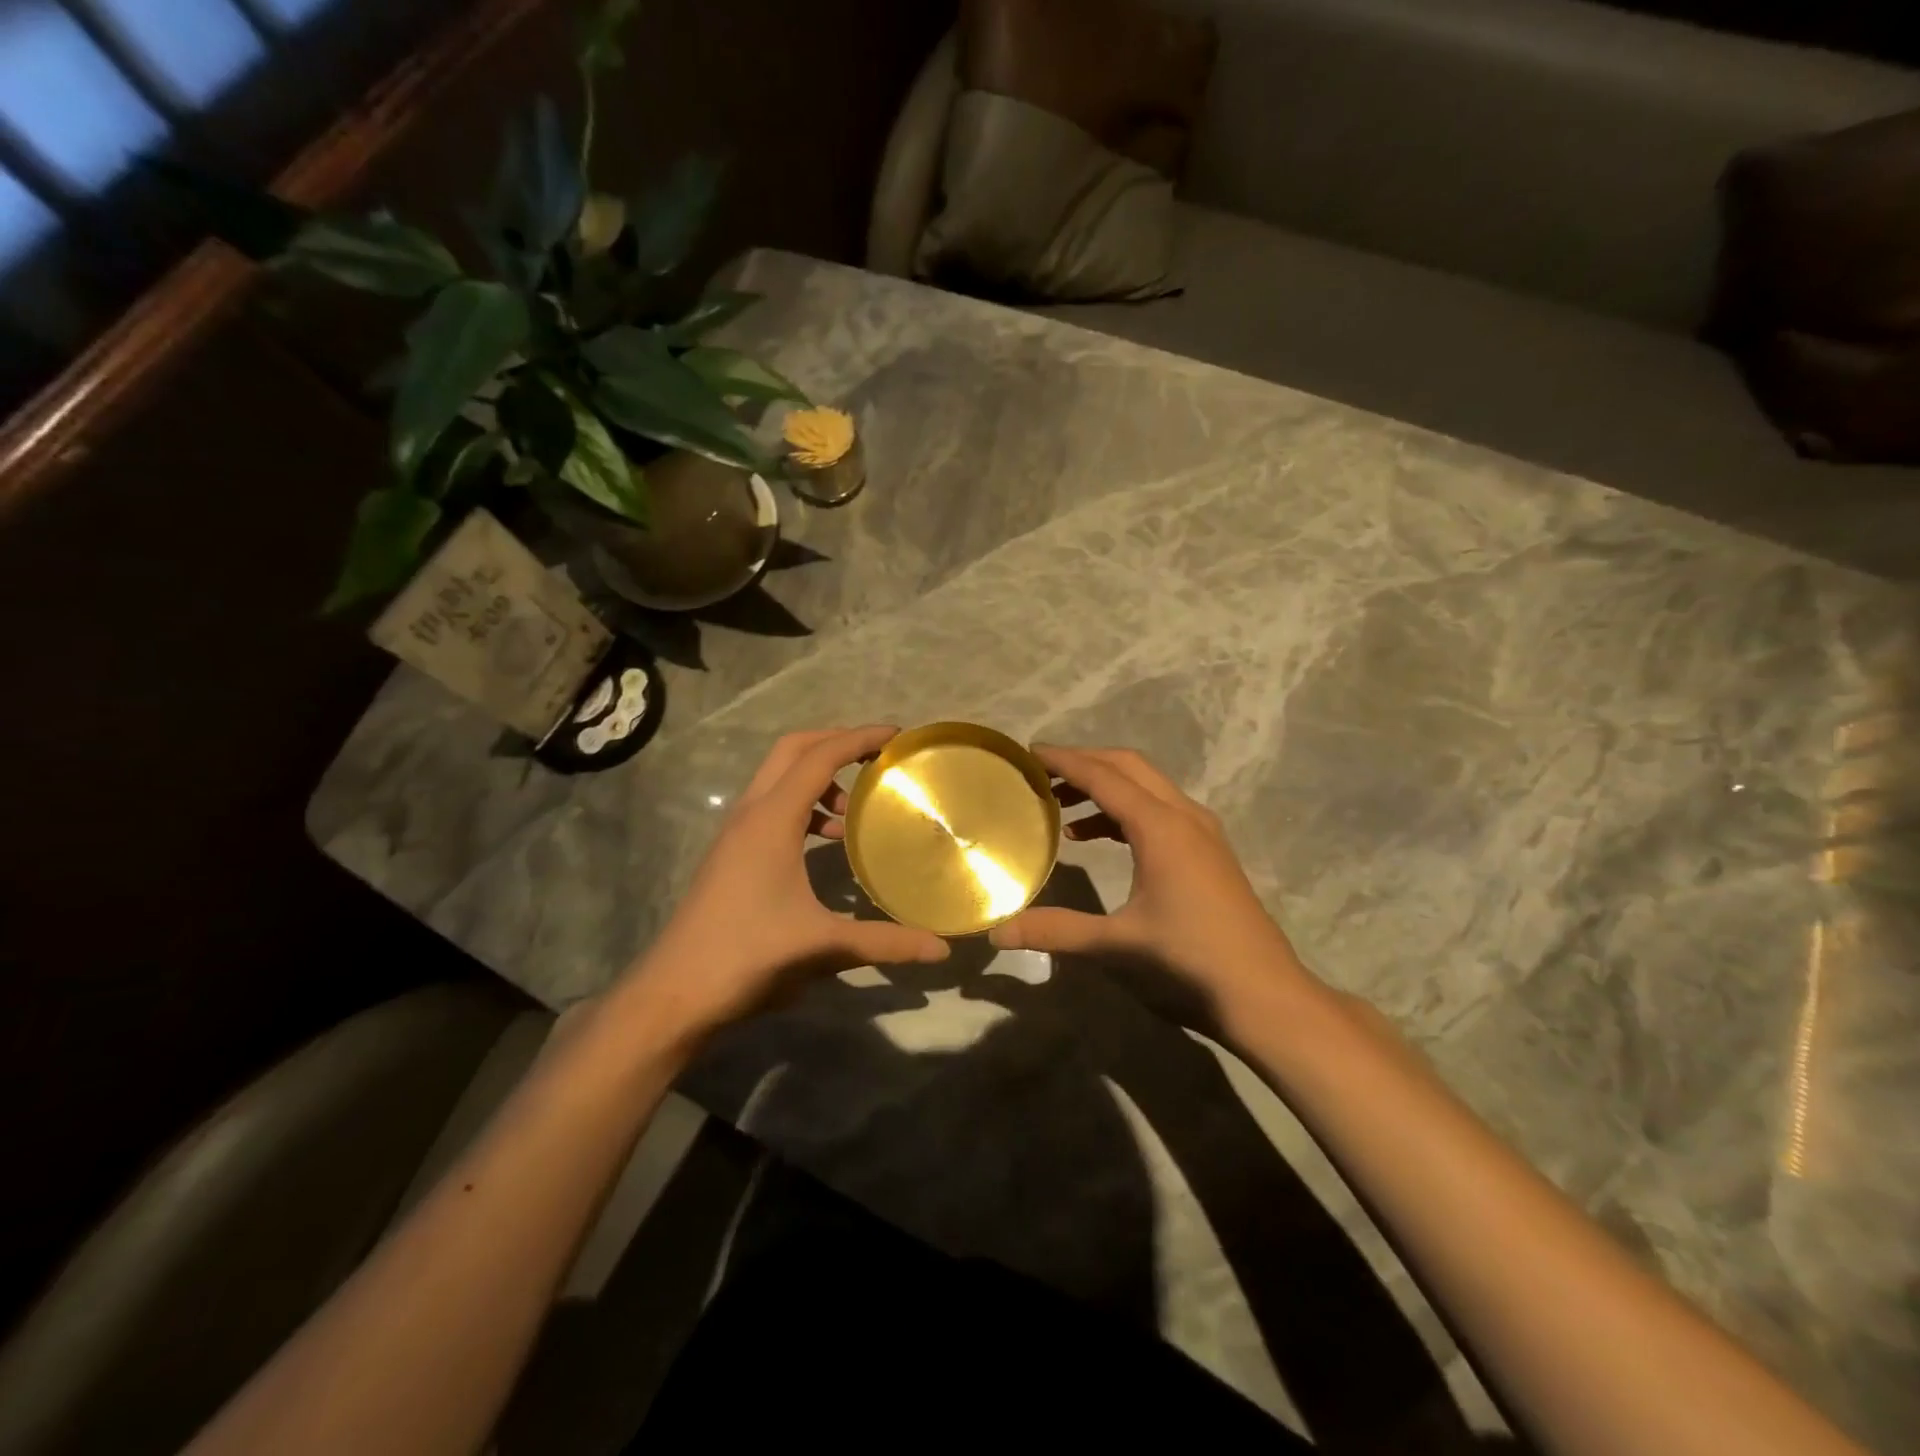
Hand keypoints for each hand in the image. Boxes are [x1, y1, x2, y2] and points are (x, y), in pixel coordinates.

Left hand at [624, 726, 948, 1040]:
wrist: (675, 993)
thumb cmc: (748, 957)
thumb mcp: (823, 946)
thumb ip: (885, 942)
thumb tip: (941, 951)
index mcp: (772, 820)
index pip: (820, 757)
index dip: (859, 739)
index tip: (897, 736)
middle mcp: (751, 814)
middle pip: (793, 751)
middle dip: (836, 743)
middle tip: (877, 757)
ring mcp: (736, 832)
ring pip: (779, 778)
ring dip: (818, 778)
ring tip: (854, 810)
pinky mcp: (732, 853)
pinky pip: (772, 807)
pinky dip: (803, 806)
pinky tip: (826, 841)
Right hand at [989, 745, 1310, 1015]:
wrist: (1266, 997)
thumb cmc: (1188, 963)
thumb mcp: (1115, 945)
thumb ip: (1055, 931)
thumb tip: (996, 933)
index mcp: (1161, 827)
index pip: (1104, 777)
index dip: (1065, 760)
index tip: (1030, 752)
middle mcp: (1184, 817)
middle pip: (1129, 768)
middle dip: (1085, 763)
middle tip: (1043, 773)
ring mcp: (1203, 834)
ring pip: (1149, 787)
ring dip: (1106, 787)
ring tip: (1062, 807)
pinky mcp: (1210, 853)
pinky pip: (1162, 811)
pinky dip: (1126, 812)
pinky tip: (1100, 839)